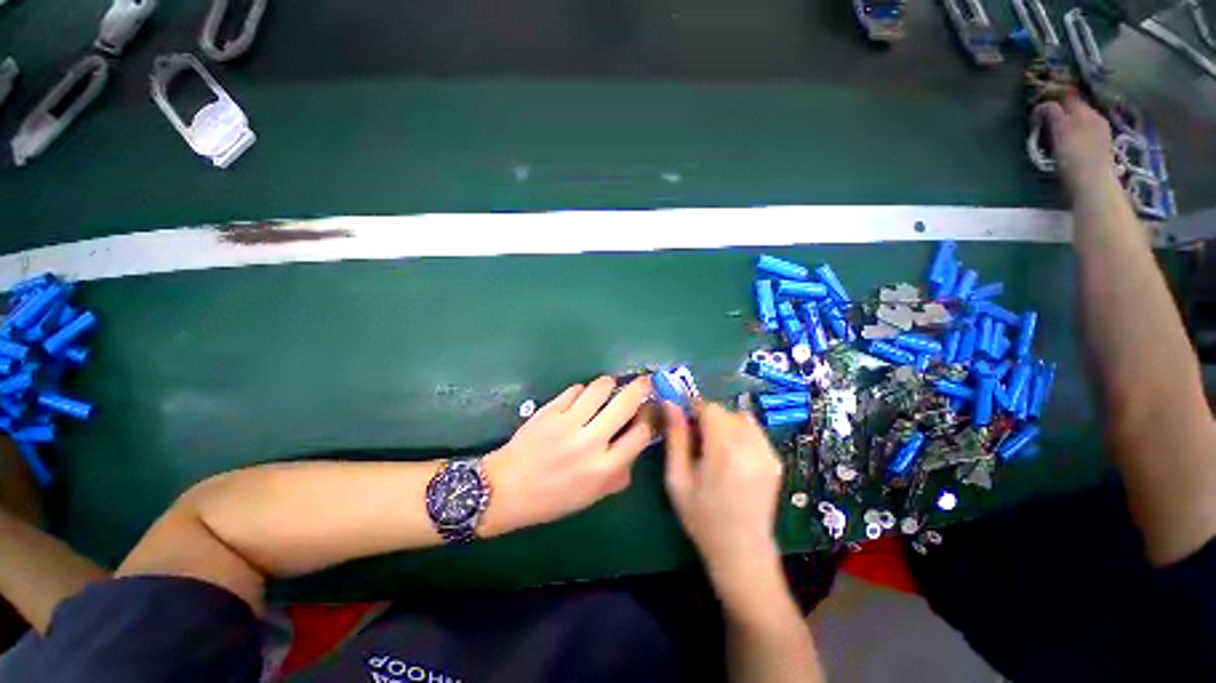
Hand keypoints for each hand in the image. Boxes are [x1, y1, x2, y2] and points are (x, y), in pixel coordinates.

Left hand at [480, 376, 654, 535]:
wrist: (505, 489)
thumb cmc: (551, 499)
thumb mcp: (590, 498)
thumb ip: (617, 477)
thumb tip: (633, 452)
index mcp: (604, 468)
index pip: (641, 434)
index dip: (650, 417)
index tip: (650, 409)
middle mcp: (591, 442)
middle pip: (625, 403)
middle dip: (640, 387)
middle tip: (643, 381)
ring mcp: (569, 422)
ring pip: (600, 387)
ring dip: (610, 383)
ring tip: (609, 387)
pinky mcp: (550, 410)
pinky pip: (575, 389)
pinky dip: (582, 390)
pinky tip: (581, 397)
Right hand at [663, 402, 783, 603]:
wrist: (742, 553)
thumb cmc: (702, 517)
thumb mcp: (677, 478)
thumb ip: (675, 436)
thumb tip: (670, 403)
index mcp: (725, 450)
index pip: (710, 408)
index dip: (694, 409)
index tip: (683, 422)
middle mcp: (751, 446)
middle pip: (726, 412)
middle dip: (708, 418)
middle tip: (696, 440)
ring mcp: (768, 452)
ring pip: (741, 418)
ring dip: (724, 424)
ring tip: (714, 449)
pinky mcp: (776, 460)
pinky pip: (754, 432)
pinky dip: (739, 434)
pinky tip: (732, 457)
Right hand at [1033, 94, 1115, 192]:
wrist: (1094, 185)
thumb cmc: (1075, 159)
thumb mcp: (1060, 133)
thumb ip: (1052, 114)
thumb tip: (1043, 104)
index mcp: (1085, 112)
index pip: (1068, 94)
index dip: (1052, 92)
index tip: (1036, 94)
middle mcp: (1095, 117)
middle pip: (1075, 105)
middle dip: (1060, 105)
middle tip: (1042, 110)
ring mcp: (1100, 133)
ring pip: (1080, 118)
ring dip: (1066, 118)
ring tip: (1052, 125)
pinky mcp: (1100, 148)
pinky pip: (1084, 131)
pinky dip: (1073, 130)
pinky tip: (1067, 139)